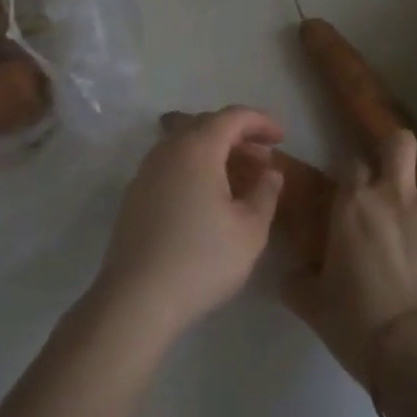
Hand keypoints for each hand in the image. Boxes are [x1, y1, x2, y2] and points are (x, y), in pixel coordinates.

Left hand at [91, 106, 285, 341]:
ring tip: (240, 179)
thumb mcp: (250, 230)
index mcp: (197, 148)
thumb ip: (265, 193)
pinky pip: (171, 165)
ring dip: (216, 153)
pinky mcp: (134, 196)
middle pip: (206, 125)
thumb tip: (271, 173)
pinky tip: (209, 198)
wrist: (136, 300)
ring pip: (186, 145)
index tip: (281, 138)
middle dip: (239, 136)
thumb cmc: (201, 259)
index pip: (232, 117)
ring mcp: (146, 172)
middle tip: (264, 160)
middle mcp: (167, 150)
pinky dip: (195, 168)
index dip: (260, 122)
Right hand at [284, 130, 416, 384]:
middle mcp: (397, 194)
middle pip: (399, 143)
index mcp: (355, 204)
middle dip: (396, 152)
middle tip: (395, 184)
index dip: (355, 177)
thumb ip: (299, 280)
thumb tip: (290, 273)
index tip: (355, 196)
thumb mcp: (316, 306)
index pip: (352, 162)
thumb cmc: (360, 327)